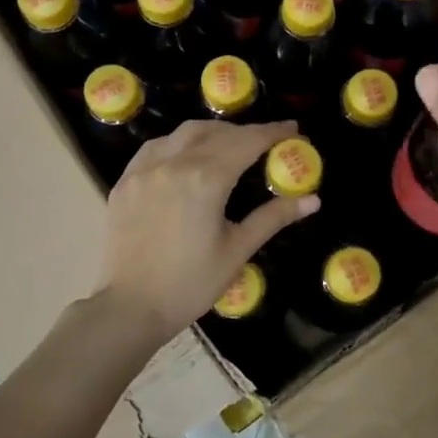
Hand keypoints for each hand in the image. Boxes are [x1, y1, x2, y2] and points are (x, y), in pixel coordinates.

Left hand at [94, 118, 319, 345]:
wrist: (130, 308)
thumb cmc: (190, 284)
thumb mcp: (237, 250)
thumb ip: (273, 217)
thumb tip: (312, 200)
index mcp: (205, 179)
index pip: (246, 142)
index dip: (272, 132)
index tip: (293, 130)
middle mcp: (173, 163)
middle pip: (216, 132)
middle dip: (245, 132)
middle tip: (266, 143)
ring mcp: (144, 170)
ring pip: (183, 134)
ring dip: (212, 132)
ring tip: (230, 145)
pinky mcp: (125, 182)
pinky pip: (155, 148)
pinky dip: (179, 143)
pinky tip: (187, 157)